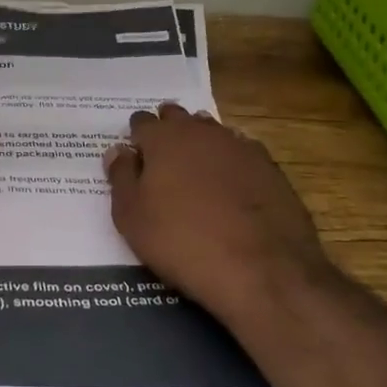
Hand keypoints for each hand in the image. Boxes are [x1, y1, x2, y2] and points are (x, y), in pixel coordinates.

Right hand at [104, 104, 329, 320]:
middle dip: (168, 129)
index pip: (142, 122)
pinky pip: (240, 151)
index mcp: (164, 139)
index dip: (136, 136)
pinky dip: (230, 161)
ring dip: (200, 142)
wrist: (261, 268)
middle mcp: (201, 132)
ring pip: (211, 131)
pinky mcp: (269, 167)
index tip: (134, 153)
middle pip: (178, 117)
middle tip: (162, 155)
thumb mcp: (132, 217)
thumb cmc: (182, 242)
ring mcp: (239, 146)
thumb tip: (118, 151)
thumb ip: (121, 177)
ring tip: (194, 167)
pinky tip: (230, 183)